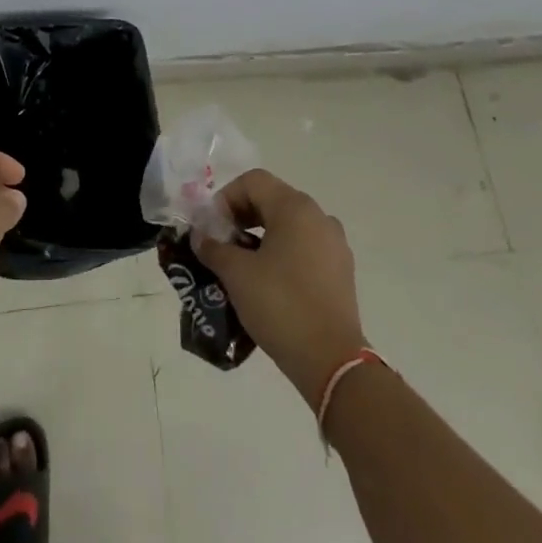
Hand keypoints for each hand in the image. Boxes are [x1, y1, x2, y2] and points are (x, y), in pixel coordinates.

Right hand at [193, 169, 366, 407]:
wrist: (331, 360)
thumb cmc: (280, 304)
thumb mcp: (236, 273)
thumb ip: (213, 247)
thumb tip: (201, 236)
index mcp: (295, 208)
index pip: (252, 182)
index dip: (225, 198)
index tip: (211, 229)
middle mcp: (319, 217)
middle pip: (271, 200)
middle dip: (241, 217)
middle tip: (221, 245)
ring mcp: (334, 245)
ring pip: (288, 226)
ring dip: (260, 237)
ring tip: (241, 266)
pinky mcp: (340, 271)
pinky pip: (304, 248)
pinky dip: (282, 254)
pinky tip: (267, 284)